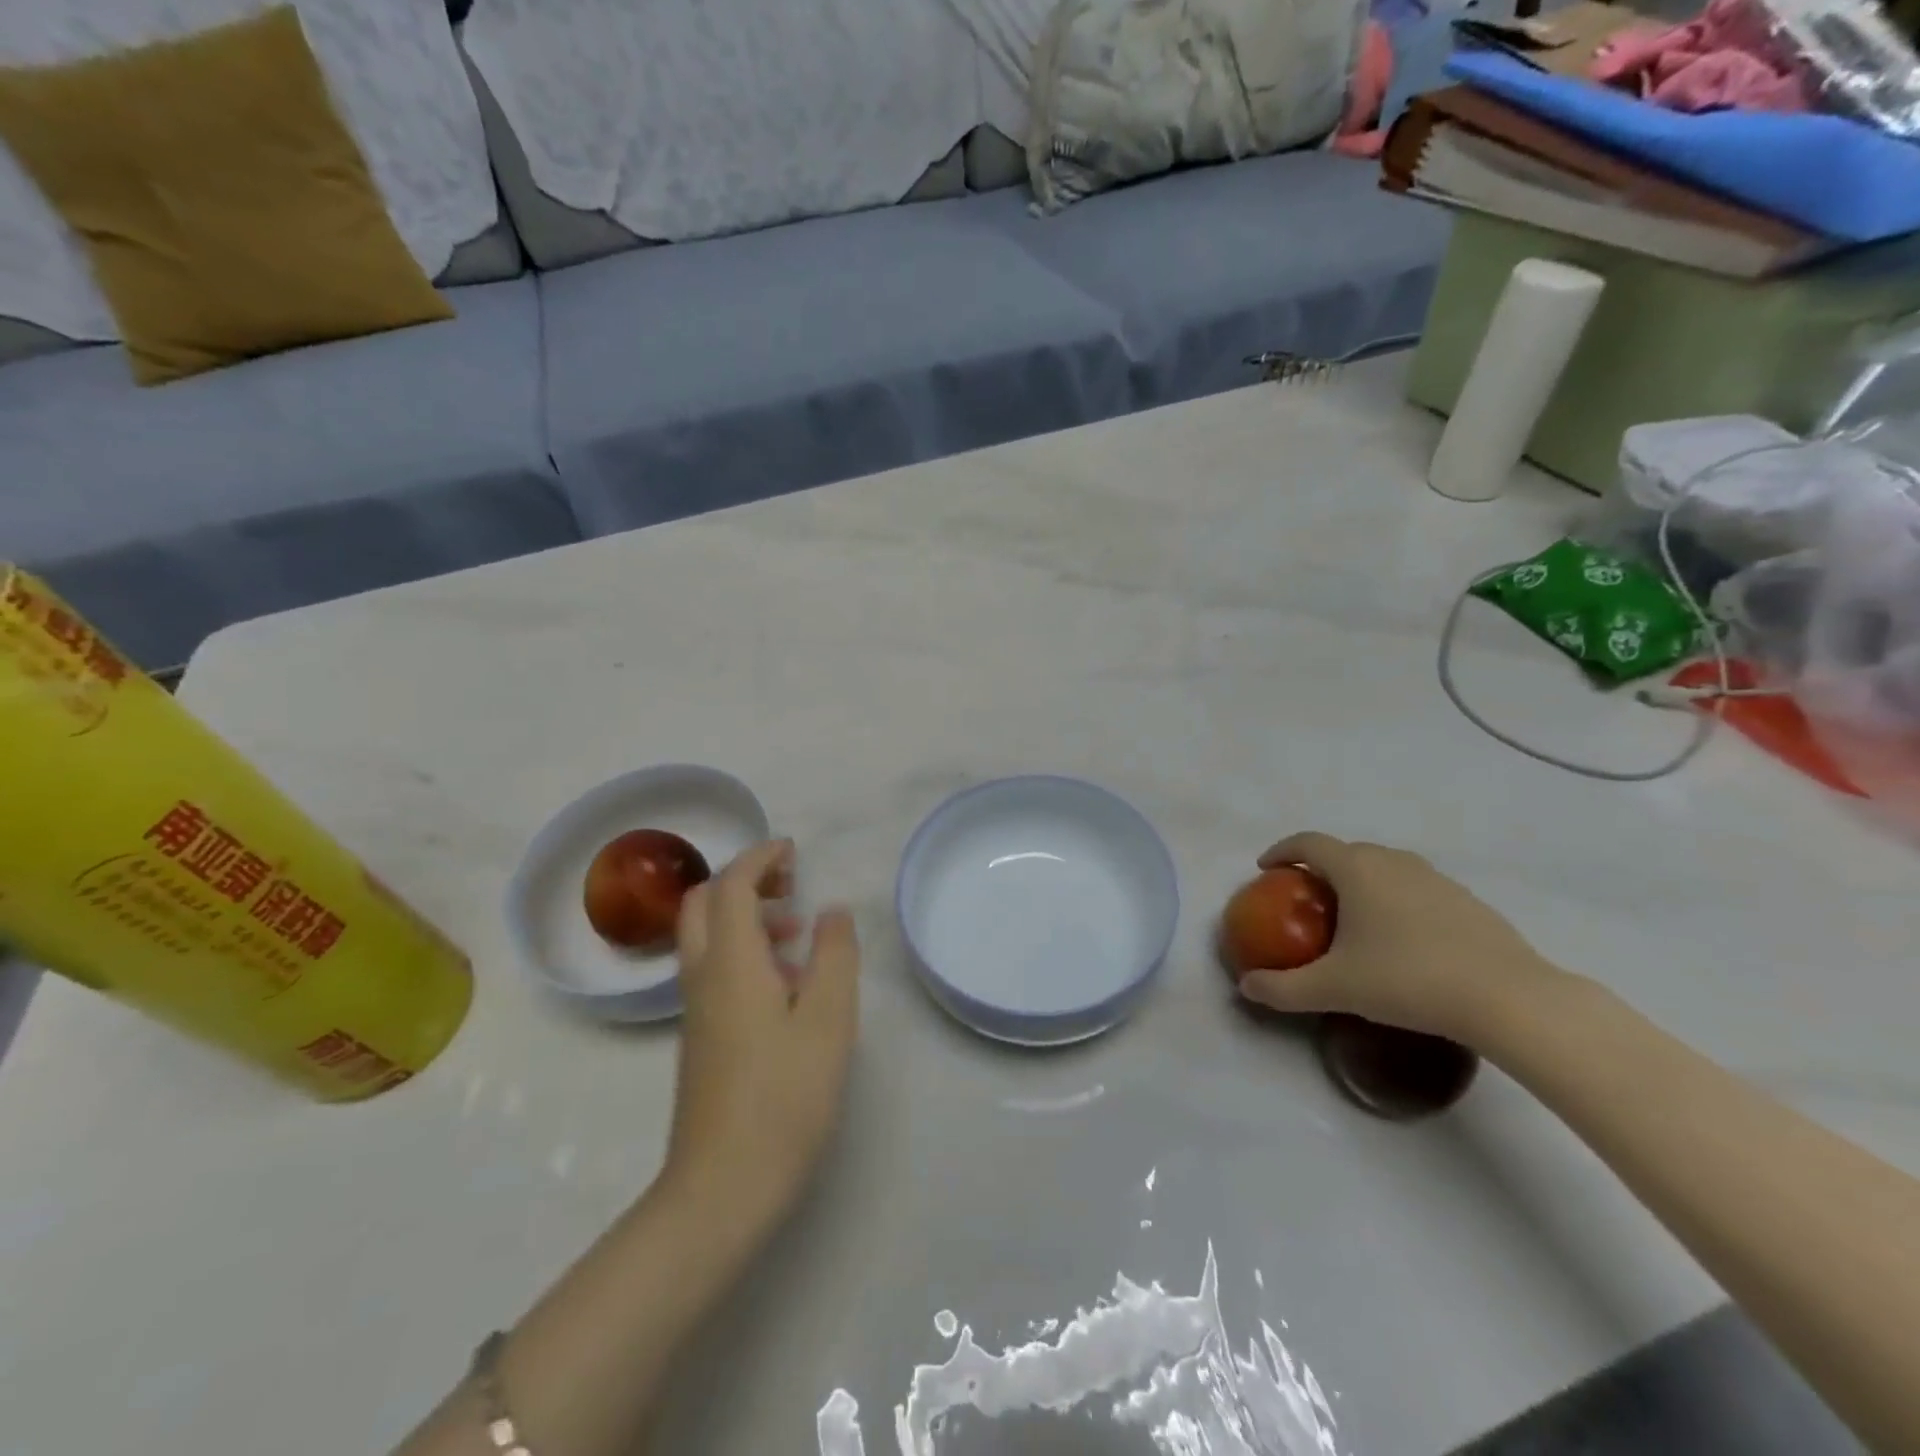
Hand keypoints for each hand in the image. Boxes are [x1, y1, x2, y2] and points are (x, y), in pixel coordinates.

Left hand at [663, 840, 859, 1239]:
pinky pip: (713, 969)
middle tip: (789, 884)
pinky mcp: (700, 1038)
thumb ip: (834, 956)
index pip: (731, 885)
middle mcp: (703, 977)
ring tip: (797, 933)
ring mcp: (696, 1010)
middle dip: (743, 880)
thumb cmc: (784, 1096)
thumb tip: (832, 912)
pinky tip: (785, 985)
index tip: (793, 852)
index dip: (759, 858)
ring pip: (706, 938)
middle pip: (703, 903)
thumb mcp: (828, 1020)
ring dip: (744, 916)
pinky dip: (743, 950)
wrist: (722, 1187)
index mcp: (731, 962)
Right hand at [1236, 832, 1561, 1047]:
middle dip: (1322, 869)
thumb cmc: (1407, 980)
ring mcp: (1437, 879)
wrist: (1508, 999)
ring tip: (1355, 919)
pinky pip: (1418, 890)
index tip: (1267, 869)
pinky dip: (1398, 901)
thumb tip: (1247, 986)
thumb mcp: (1333, 989)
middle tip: (1309, 900)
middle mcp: (1394, 862)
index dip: (1282, 851)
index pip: (1309, 842)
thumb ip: (1283, 989)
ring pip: (1386, 869)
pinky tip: (1404, 942)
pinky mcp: (1469, 902)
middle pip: (1348, 852)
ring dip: (1362, 883)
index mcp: (1357, 869)